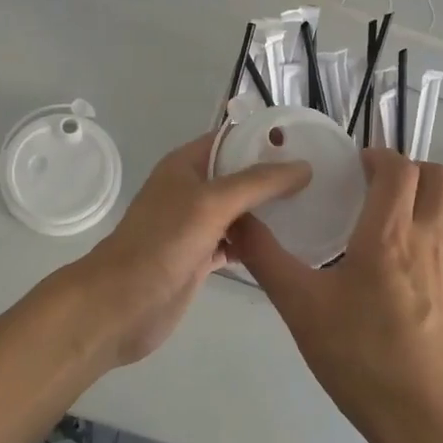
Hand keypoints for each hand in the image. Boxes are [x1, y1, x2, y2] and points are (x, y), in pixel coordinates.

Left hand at [62, 134, 310, 367]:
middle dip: (273, 176)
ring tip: (313, 207)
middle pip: (238, 175)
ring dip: (268, 211)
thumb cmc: (163, 242)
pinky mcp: (201, 257)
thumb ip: (258, 183)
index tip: (306, 142)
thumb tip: (303, 166)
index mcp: (186, 165)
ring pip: (239, 211)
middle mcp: (191, 190)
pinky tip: (288, 245)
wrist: (122, 304)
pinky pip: (236, 243)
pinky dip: (258, 243)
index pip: (230, 139)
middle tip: (320, 178)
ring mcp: (196, 225)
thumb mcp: (212, 203)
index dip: (264, 138)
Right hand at [231, 149, 442, 442]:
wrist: (425, 421)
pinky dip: (433, 224)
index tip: (352, 166)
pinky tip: (402, 255)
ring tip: (390, 210)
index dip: (378, 155)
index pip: (399, 169)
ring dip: (426, 192)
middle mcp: (425, 240)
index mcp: (388, 235)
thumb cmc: (360, 358)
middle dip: (408, 166)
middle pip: (438, 177)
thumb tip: (237, 220)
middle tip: (373, 182)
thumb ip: (267, 259)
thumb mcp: (300, 307)